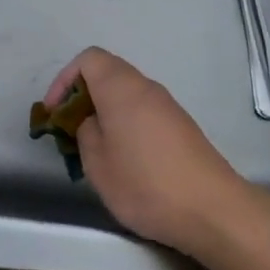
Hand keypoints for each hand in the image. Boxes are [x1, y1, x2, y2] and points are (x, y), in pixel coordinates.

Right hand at [42, 47, 242, 256]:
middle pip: (107, 72)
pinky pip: (143, 111)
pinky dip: (126, 123)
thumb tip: (90, 122)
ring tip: (96, 147)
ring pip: (126, 93)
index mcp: (120, 86)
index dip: (64, 80)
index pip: (87, 59)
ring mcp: (167, 105)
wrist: (214, 210)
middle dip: (83, 95)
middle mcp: (144, 86)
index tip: (55, 113)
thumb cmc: (146, 183)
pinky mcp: (182, 127)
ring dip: (105, 111)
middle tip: (71, 128)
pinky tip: (127, 159)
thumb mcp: (97, 164)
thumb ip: (84, 133)